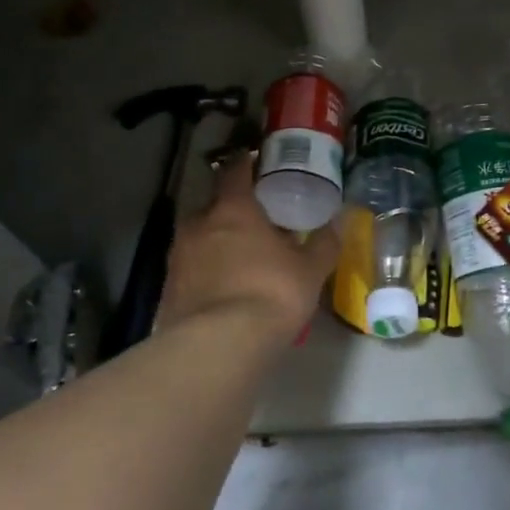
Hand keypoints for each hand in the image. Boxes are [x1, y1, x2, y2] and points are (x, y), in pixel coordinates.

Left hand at [158, 156, 339, 347]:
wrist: (217, 347)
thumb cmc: (271, 293)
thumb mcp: (310, 269)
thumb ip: (324, 242)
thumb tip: (341, 219)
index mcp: (233, 208)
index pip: (235, 170)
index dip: (247, 163)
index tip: (260, 163)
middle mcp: (199, 223)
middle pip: (214, 204)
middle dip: (233, 208)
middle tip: (258, 219)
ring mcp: (178, 256)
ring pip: (200, 236)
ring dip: (218, 240)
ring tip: (243, 256)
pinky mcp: (168, 288)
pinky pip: (192, 267)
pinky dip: (207, 270)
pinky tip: (225, 287)